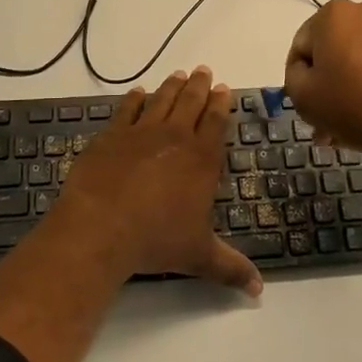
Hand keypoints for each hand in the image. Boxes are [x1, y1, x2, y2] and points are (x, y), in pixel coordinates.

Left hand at [50, 68, 263, 294]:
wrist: (101, 227)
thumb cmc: (156, 240)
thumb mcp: (199, 256)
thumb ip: (230, 268)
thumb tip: (259, 291)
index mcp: (201, 159)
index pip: (216, 123)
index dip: (221, 104)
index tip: (224, 88)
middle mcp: (175, 137)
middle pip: (190, 103)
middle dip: (200, 86)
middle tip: (204, 71)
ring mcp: (141, 132)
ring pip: (162, 100)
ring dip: (172, 86)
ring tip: (179, 74)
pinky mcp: (111, 136)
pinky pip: (127, 110)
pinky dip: (134, 99)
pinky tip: (138, 93)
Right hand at [284, 0, 361, 166]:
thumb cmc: (356, 105)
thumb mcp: (303, 96)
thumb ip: (293, 77)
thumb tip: (307, 70)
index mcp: (333, 13)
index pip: (301, 48)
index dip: (299, 80)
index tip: (308, 108)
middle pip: (331, 52)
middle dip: (326, 87)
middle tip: (324, 123)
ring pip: (357, 61)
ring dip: (348, 89)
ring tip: (347, 129)